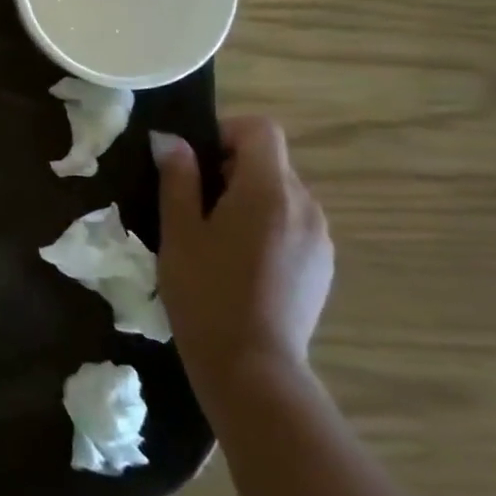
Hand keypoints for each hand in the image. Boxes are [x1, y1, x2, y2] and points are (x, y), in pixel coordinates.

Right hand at [150, 117, 333, 405]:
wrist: (251, 365)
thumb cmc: (204, 290)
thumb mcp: (178, 231)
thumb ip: (178, 179)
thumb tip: (171, 141)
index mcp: (268, 190)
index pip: (260, 130)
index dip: (226, 133)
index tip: (195, 162)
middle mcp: (305, 205)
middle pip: (271, 161)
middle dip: (232, 168)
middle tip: (194, 204)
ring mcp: (320, 237)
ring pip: (283, 194)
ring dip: (250, 198)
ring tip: (217, 237)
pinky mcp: (323, 265)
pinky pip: (294, 223)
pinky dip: (268, 225)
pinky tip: (242, 262)